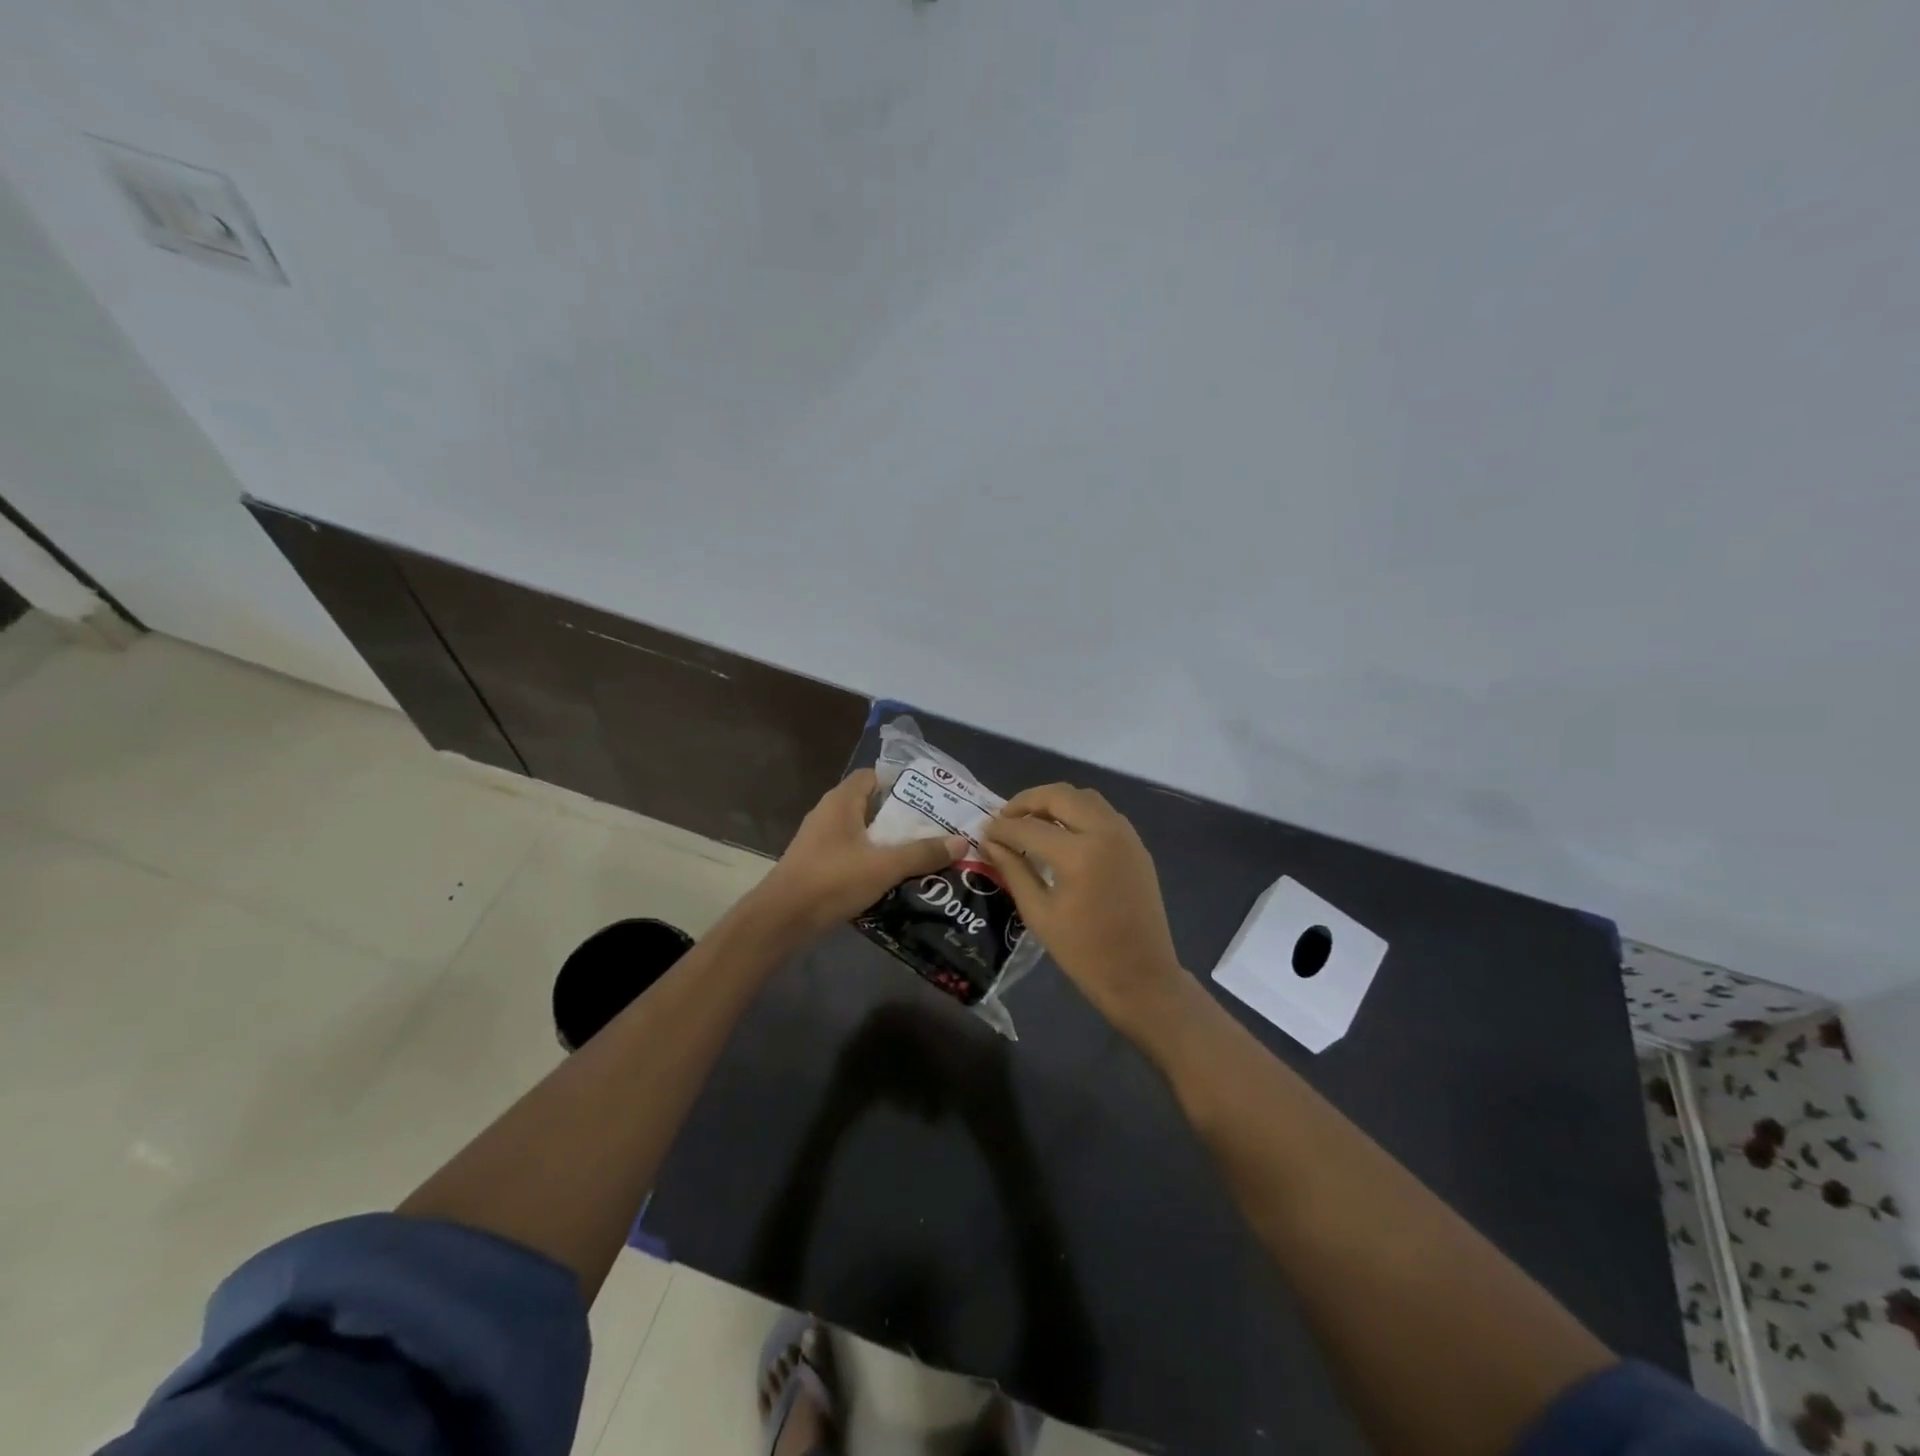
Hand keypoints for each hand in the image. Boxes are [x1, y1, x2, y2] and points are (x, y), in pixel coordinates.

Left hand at [755, 770, 966, 938]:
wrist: (781, 919)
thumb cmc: (832, 880)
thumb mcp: (884, 866)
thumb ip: (922, 853)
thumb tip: (961, 841)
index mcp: (841, 801)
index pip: (873, 776)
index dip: (901, 783)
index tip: (930, 798)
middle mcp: (829, 814)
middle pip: (871, 805)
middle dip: (902, 817)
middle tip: (934, 829)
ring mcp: (820, 840)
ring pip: (862, 832)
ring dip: (888, 842)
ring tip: (922, 854)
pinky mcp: (817, 864)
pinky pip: (852, 854)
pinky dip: (872, 861)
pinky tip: (893, 877)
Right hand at [981, 783, 1187, 1035]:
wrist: (1141, 976)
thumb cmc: (1084, 953)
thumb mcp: (1039, 913)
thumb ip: (1013, 870)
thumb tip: (990, 842)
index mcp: (1078, 854)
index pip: (1029, 827)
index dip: (1002, 827)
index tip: (984, 830)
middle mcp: (1105, 832)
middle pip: (1060, 795)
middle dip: (1027, 801)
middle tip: (1005, 818)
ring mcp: (1125, 835)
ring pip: (1084, 797)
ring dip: (1055, 802)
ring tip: (1031, 822)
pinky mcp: (1137, 845)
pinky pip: (1103, 813)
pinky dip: (1078, 812)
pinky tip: (1062, 834)